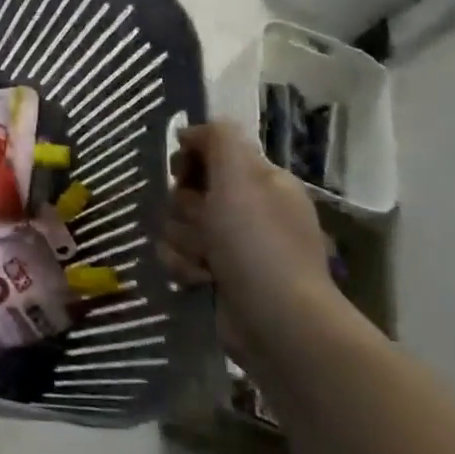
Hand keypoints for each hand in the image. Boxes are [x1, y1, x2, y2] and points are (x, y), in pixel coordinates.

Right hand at [159, 121, 337, 358]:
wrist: (277, 323)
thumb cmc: (258, 244)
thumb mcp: (240, 178)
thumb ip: (219, 140)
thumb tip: (191, 130)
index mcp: (261, 181)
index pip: (210, 152)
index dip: (189, 161)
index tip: (182, 173)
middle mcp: (248, 209)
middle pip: (186, 190)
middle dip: (184, 209)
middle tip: (204, 225)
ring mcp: (233, 246)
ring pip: (176, 225)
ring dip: (183, 242)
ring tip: (205, 262)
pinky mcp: (217, 276)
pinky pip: (178, 257)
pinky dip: (184, 267)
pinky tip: (201, 281)